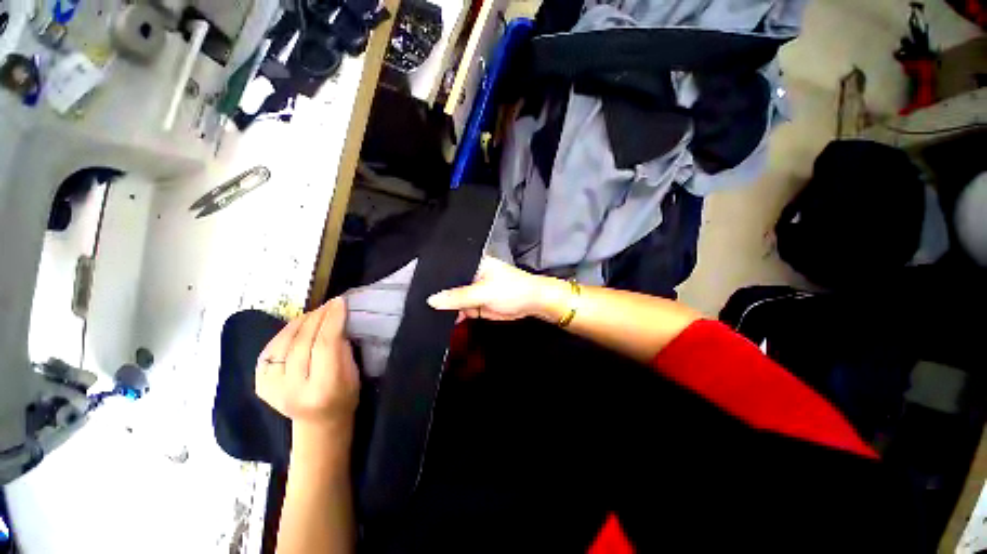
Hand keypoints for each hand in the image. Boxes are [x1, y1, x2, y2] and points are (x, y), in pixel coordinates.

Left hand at [255, 298, 359, 445]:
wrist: (317, 423)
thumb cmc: (344, 396)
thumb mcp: (353, 373)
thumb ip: (344, 347)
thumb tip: (336, 318)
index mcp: (324, 388)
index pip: (326, 344)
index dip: (333, 320)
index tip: (341, 302)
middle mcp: (293, 389)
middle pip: (303, 341)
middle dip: (318, 317)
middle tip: (330, 304)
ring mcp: (272, 388)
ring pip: (284, 343)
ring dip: (301, 322)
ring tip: (316, 312)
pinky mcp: (260, 384)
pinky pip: (271, 349)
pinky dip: (285, 333)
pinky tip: (298, 326)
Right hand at [427, 257, 562, 321]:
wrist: (532, 303)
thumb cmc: (512, 290)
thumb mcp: (484, 292)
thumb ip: (458, 297)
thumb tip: (432, 300)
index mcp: (472, 264)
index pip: (447, 267)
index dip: (432, 276)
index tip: (414, 285)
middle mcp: (470, 275)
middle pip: (448, 284)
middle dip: (436, 293)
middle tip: (415, 302)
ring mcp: (472, 291)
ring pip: (453, 299)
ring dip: (444, 306)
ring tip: (421, 311)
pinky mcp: (476, 305)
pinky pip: (460, 309)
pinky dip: (453, 314)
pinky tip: (440, 319)